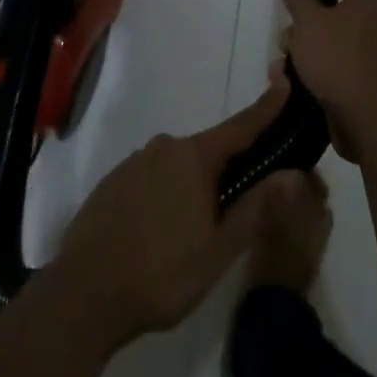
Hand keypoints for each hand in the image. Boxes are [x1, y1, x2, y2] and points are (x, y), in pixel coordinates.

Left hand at [51, 88, 299, 346]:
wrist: (82, 295)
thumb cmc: (160, 273)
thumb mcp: (218, 250)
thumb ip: (256, 208)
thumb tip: (294, 174)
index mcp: (195, 157)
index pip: (241, 125)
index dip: (267, 107)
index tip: (285, 80)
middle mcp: (165, 146)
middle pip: (209, 151)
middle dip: (227, 172)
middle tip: (238, 209)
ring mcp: (135, 162)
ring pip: (178, 167)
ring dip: (193, 188)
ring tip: (194, 235)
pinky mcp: (113, 182)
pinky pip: (152, 179)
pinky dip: (165, 196)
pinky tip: (161, 234)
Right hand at [279, 0, 376, 163]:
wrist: (367, 120)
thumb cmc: (339, 61)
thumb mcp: (310, 24)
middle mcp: (368, 19)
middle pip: (329, 3)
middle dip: (303, 14)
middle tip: (287, 22)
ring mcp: (364, 48)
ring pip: (323, 34)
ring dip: (301, 44)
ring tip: (283, 61)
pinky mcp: (357, 75)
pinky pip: (326, 59)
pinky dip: (309, 65)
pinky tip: (289, 79)